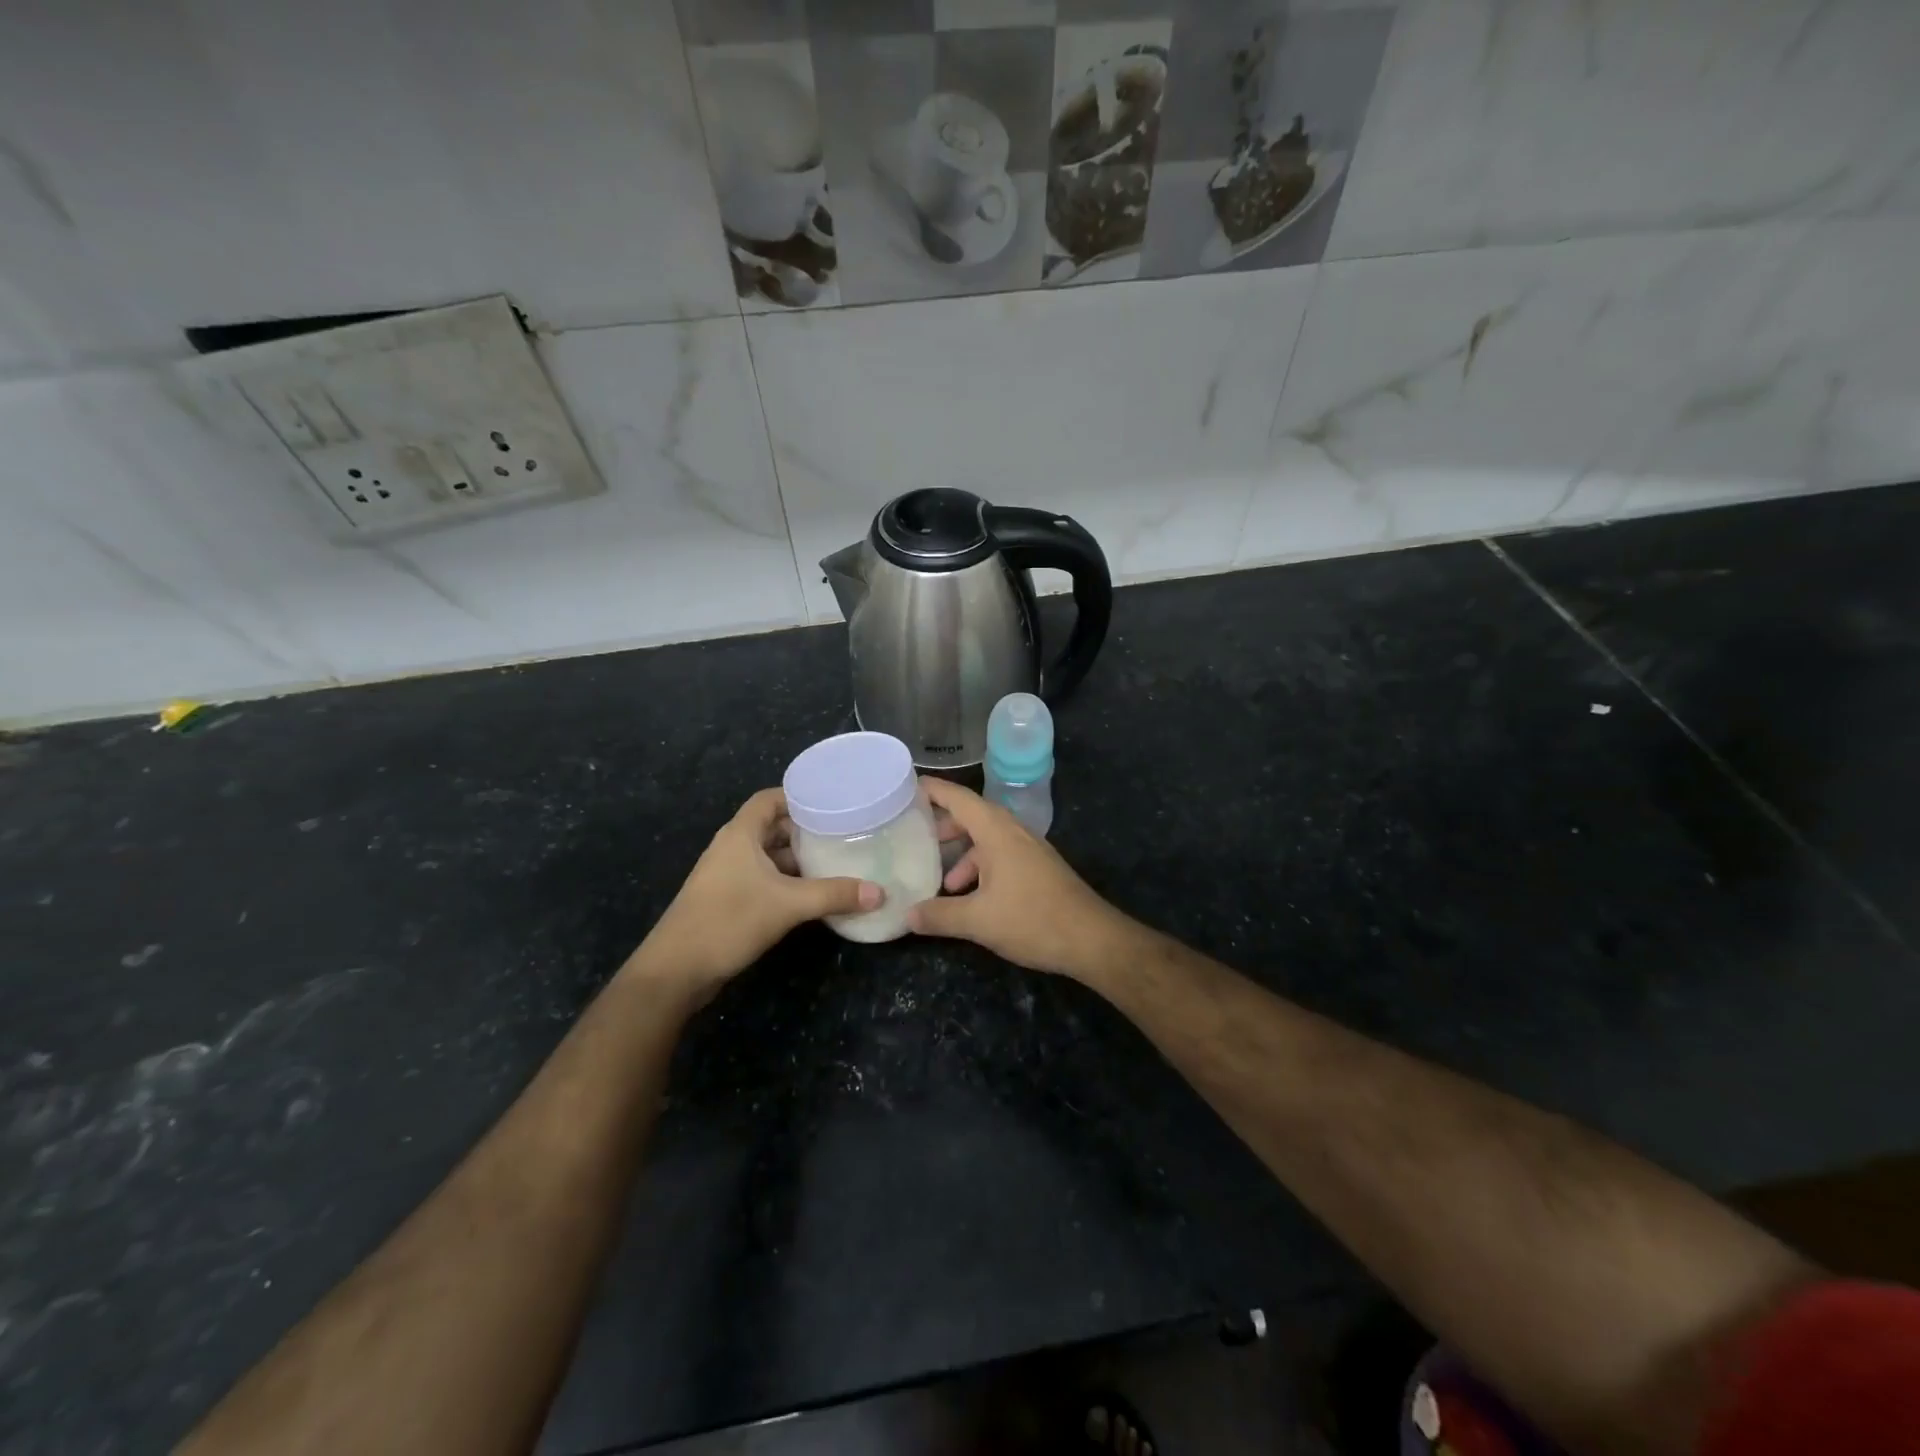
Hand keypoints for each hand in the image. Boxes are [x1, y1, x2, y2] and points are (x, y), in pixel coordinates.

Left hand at [634, 788, 880, 995]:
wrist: (676, 971)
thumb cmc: (728, 921)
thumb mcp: (788, 905)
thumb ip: (834, 895)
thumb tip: (880, 892)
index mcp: (740, 834)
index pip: (769, 799)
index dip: (798, 796)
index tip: (832, 802)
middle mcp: (732, 848)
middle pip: (772, 827)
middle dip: (805, 830)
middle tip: (844, 833)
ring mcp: (728, 875)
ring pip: (769, 856)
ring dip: (798, 859)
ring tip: (836, 862)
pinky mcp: (728, 900)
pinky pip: (764, 879)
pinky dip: (788, 882)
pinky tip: (813, 895)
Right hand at [908, 778, 1132, 978]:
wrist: (1092, 939)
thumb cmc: (1033, 919)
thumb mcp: (978, 920)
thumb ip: (939, 915)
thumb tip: (907, 916)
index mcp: (997, 831)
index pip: (958, 798)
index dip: (932, 790)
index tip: (904, 787)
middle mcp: (1013, 832)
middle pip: (972, 816)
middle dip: (943, 826)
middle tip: (915, 837)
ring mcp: (1029, 850)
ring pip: (987, 840)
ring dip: (963, 854)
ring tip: (942, 881)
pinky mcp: (1038, 868)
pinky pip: (1001, 856)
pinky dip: (981, 868)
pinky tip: (971, 897)